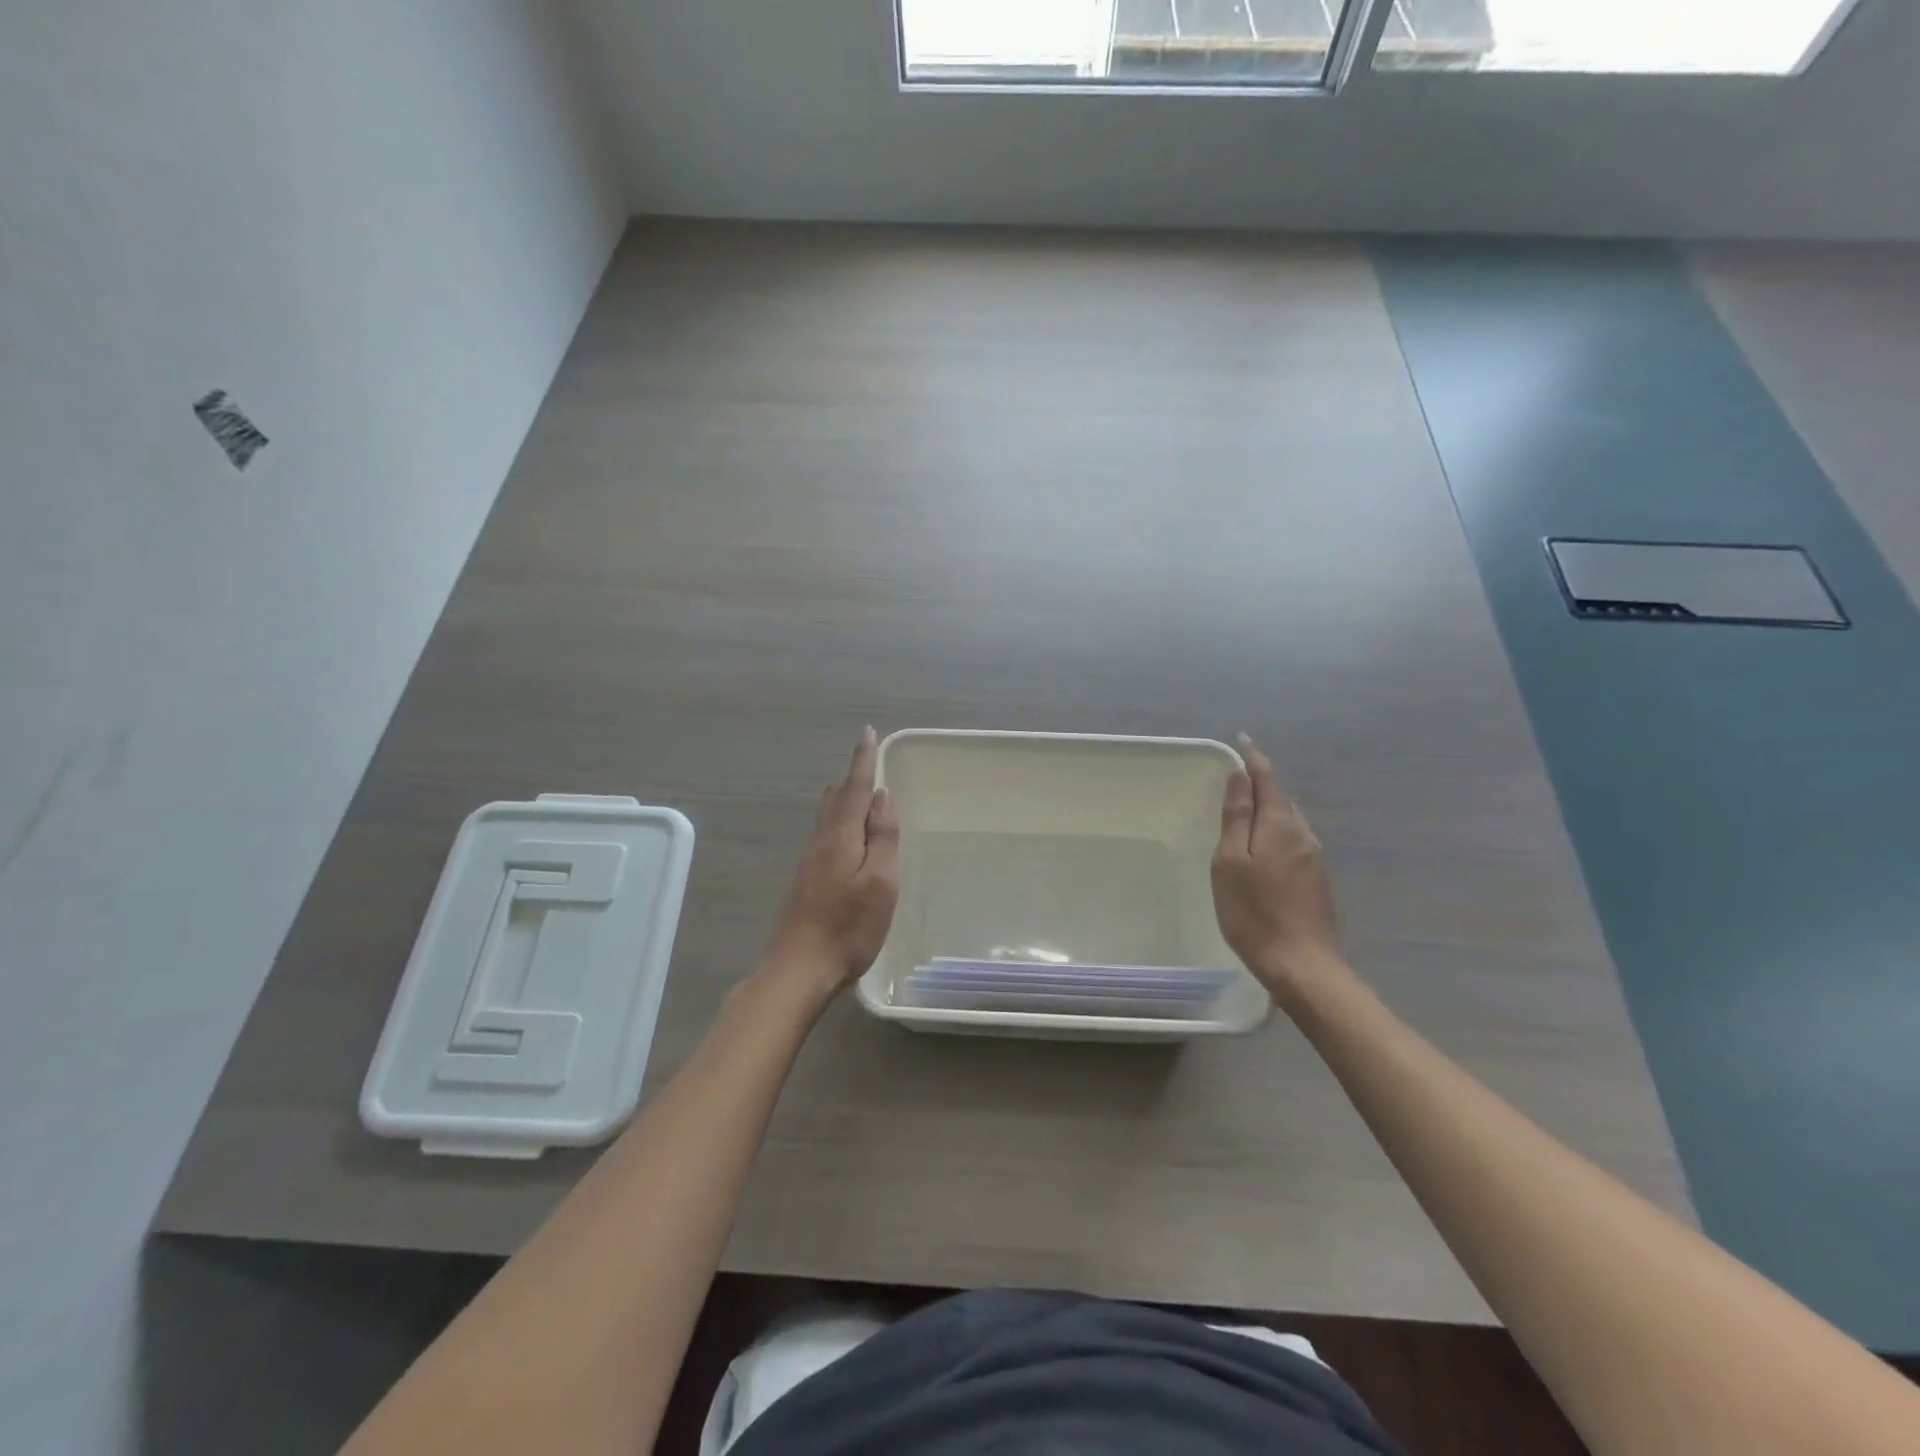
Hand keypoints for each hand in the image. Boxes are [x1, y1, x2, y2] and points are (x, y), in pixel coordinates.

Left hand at [763, 727, 899, 1001]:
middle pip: (836, 799)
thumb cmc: (848, 927)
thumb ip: (883, 837)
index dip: (863, 760)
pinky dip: (840, 821)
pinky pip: (826, 835)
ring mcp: (810, 862)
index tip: (867, 733)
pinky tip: (848, 836)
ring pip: (828, 817)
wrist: (799, 969)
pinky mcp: (807, 880)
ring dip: (844, 799)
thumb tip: (881, 796)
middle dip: (852, 778)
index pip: (854, 788)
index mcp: (840, 837)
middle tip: (868, 762)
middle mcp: (821, 842)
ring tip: (860, 793)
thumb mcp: (880, 882)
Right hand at [1212, 734, 1348, 1003]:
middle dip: (1261, 782)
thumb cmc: (1255, 912)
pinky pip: (1291, 840)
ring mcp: (1314, 859)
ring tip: (1244, 806)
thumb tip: (1241, 777)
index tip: (1242, 740)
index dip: (1254, 759)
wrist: (1302, 966)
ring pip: (1288, 820)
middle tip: (1237, 774)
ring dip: (1267, 807)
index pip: (1269, 780)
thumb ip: (1237, 817)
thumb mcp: (1232, 862)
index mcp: (1282, 825)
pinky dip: (1273, 830)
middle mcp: (1304, 835)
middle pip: (1281, 798)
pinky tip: (1260, 846)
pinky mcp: (1315, 880)